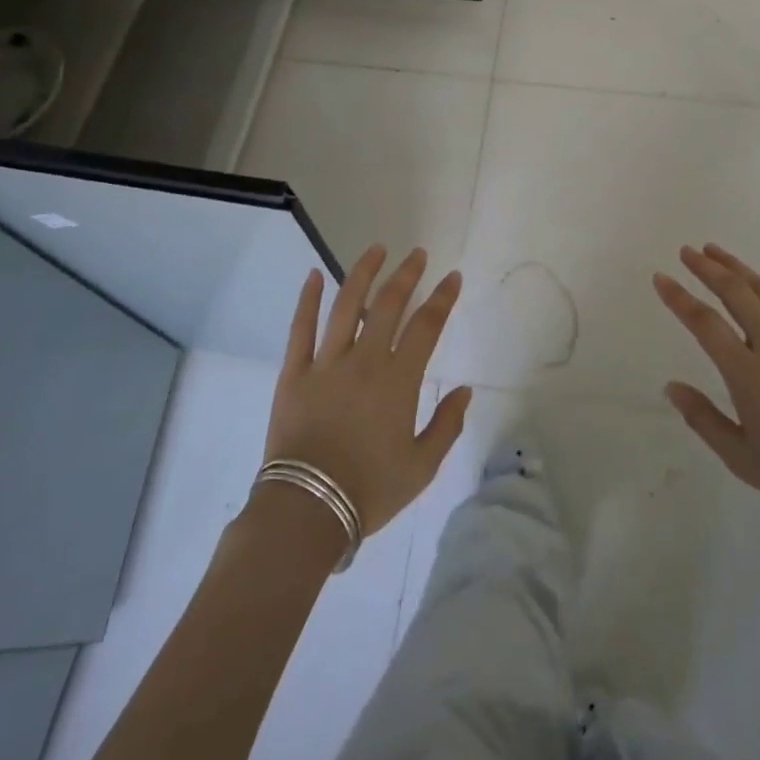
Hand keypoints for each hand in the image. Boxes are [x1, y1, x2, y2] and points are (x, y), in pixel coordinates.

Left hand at [264, 245, 471, 536]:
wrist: (307, 510)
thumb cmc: (370, 490)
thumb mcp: (422, 466)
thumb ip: (447, 425)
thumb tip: (464, 390)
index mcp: (398, 380)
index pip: (426, 325)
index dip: (442, 298)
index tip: (452, 277)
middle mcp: (365, 360)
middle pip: (389, 305)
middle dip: (406, 274)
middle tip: (417, 254)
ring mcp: (326, 363)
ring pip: (346, 305)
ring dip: (363, 273)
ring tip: (376, 250)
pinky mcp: (294, 373)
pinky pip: (301, 329)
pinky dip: (308, 299)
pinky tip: (314, 275)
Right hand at [653, 244, 759, 545]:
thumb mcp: (741, 458)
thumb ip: (703, 419)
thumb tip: (671, 386)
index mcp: (748, 375)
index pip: (704, 324)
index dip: (679, 298)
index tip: (660, 277)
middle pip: (735, 294)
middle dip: (707, 269)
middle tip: (686, 252)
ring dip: (739, 268)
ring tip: (716, 251)